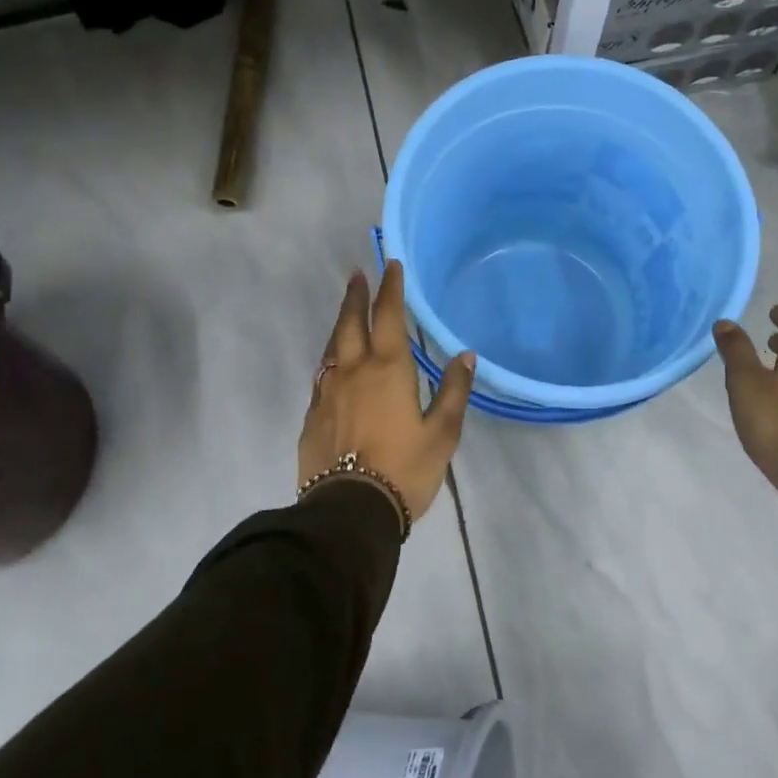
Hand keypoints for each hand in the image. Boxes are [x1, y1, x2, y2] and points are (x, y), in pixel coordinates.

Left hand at [298, 261, 474, 529]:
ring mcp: (328, 393)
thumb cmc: (404, 469)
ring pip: (332, 346)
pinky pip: (322, 376)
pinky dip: (331, 359)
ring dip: (341, 323)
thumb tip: (465, 355)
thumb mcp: (442, 433)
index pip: (388, 316)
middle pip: (351, 323)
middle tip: (358, 274)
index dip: (390, 289)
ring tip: (346, 311)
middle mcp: (353, 371)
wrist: (349, 512)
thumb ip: (453, 391)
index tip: (391, 265)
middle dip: (357, 296)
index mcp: (388, 370)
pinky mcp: (312, 416)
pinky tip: (334, 365)